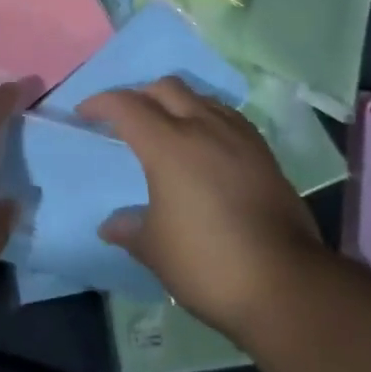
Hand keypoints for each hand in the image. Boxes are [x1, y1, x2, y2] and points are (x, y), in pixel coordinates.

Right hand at [79, 78, 323, 339]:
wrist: (285, 284)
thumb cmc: (207, 263)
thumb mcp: (155, 250)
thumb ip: (129, 229)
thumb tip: (111, 225)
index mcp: (167, 145)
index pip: (126, 105)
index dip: (100, 103)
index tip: (84, 114)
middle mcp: (203, 127)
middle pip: (165, 87)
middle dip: (140, 95)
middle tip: (126, 119)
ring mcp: (239, 137)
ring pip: (200, 97)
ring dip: (176, 103)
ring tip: (166, 128)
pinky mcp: (264, 153)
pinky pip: (227, 117)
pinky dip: (206, 118)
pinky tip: (206, 145)